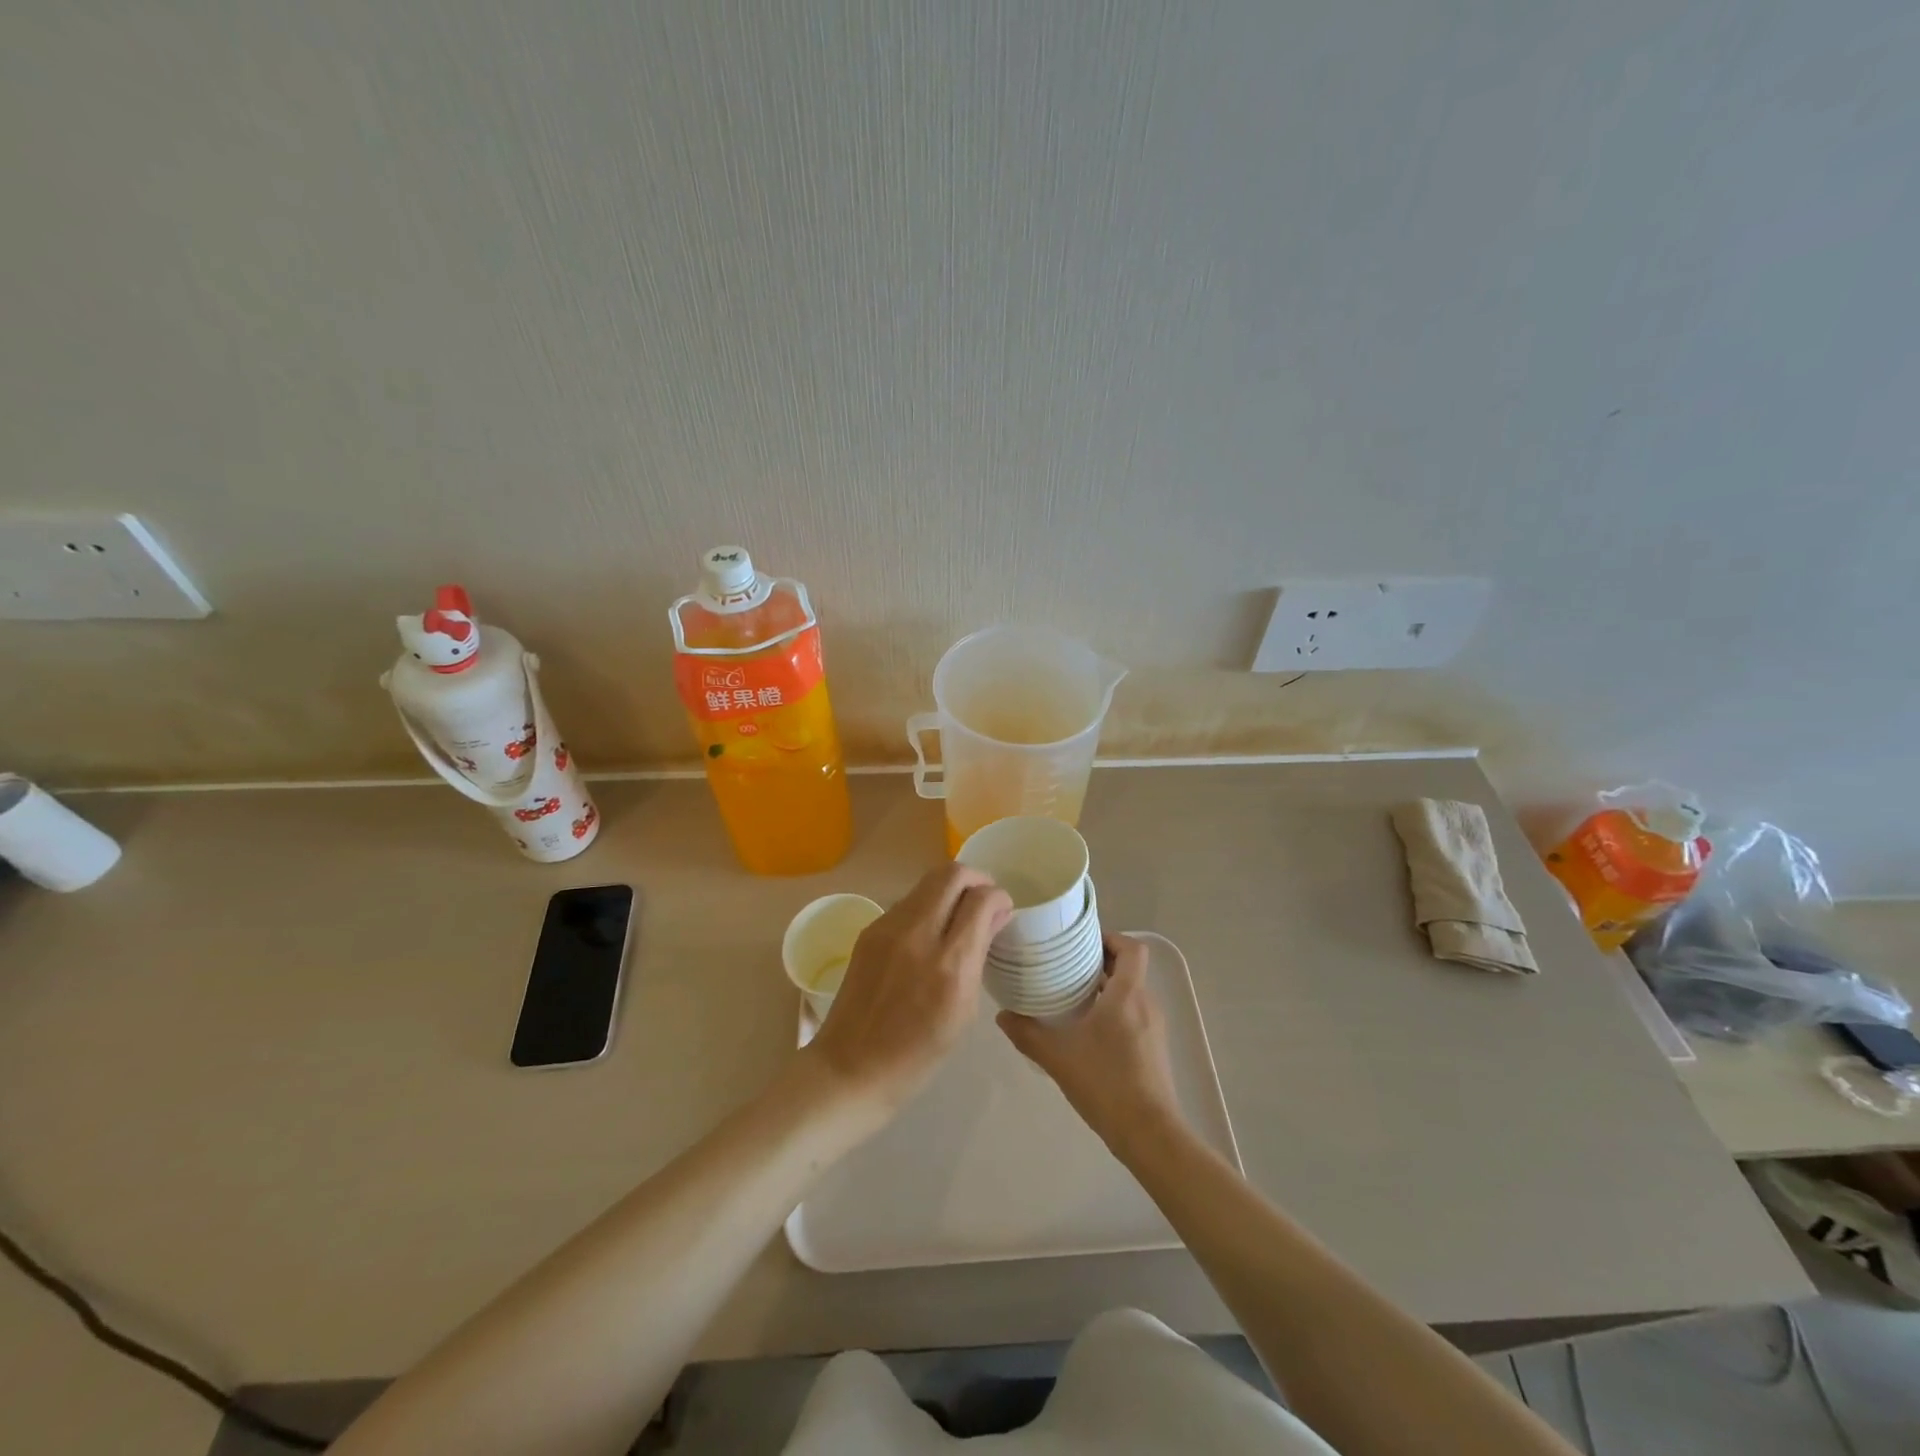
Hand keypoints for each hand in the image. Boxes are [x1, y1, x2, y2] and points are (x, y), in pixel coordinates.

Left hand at [806, 864, 1011, 1114]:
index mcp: (949, 964)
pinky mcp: (869, 930)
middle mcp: (917, 935)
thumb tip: (995, 917)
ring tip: (957, 916)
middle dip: (976, 879)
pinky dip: (926, 906)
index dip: (998, 897)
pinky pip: (907, 902)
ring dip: (949, 890)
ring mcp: (887, 928)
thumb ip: (979, 955)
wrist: (852, 1067)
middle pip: (951, 874)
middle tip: (984, 900)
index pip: (980, 900)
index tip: (1002, 910)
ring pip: (927, 883)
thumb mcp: (964, 1011)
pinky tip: (928, 933)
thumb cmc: (918, 1054)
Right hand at [997, 933, 1182, 1154]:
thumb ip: (1028, 1034)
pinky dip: (1115, 1010)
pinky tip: (1090, 1031)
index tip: (1082, 942)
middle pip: (1130, 968)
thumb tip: (1002, 1015)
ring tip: (1073, 996)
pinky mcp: (1155, 1048)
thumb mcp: (1058, 1057)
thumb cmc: (1105, 1084)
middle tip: (1067, 966)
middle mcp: (1146, 1004)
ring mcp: (1154, 1028)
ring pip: (1132, 992)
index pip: (1131, 948)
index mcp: (1127, 995)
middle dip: (1101, 962)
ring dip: (1107, 988)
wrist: (1149, 1134)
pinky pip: (1135, 1014)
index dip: (1110, 937)